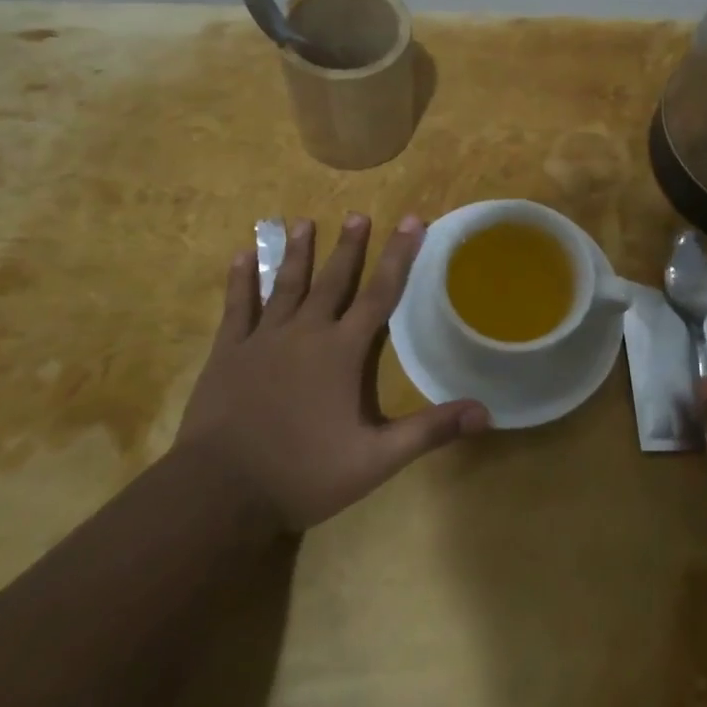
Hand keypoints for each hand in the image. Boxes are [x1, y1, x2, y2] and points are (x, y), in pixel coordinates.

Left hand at [177, 213, 490, 530]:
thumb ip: (429, 431)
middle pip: (333, 280)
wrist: (220, 492)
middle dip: (349, 246)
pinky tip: (241, 256)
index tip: (411, 221)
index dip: (399, 255)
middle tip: (357, 215)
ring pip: (285, 284)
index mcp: (343, 351)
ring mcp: (263, 339)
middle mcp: (306, 332)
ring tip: (303, 222)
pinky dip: (240, 280)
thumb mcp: (376, 460)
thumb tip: (485, 411)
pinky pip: (236, 307)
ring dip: (296, 252)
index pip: (380, 293)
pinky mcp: (228, 352)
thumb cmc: (303, 473)